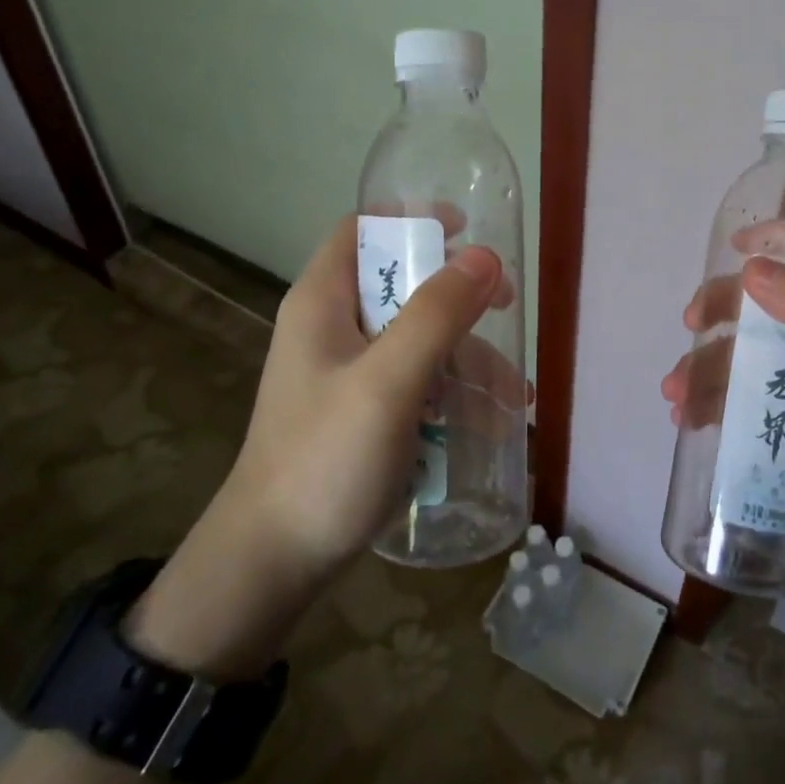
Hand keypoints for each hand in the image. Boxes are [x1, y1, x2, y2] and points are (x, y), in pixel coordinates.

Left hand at [129, 218, 517, 678]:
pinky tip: (487, 423)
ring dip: (465, 358)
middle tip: (504, 307)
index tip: (466, 231)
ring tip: (511, 396)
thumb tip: (485, 256)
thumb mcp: (389, 382)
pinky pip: (414, 382)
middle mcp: (333, 328)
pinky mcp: (361, 412)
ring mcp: (347, 373)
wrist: (273, 563)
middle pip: (400, 284)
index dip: (412, 220)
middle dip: (457, 297)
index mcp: (323, 303)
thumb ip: (437, 315)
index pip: (362, 230)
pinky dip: (450, 393)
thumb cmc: (325, 460)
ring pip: (416, 339)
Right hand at [660, 238, 784, 577]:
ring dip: (705, 362)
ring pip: (746, 350)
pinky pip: (741, 395)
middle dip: (724, 305)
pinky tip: (686, 418)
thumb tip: (753, 268)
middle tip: (691, 323)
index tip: (735, 248)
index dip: (782, 238)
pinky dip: (710, 399)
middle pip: (770, 298)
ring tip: (675, 393)